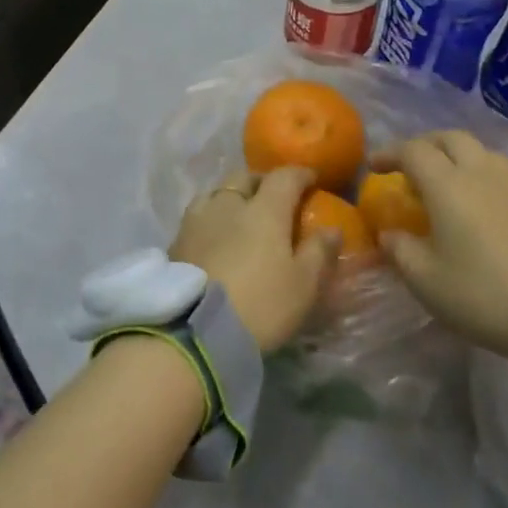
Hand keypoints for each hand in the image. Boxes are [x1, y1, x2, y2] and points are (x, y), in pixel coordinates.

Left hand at [170, 166, 337, 351]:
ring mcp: (197, 221)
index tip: (311, 180)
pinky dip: (210, 218)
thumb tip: (332, 229)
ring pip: (215, 193)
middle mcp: (228, 205)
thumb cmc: (261, 304)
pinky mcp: (175, 242)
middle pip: (244, 177)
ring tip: (239, 214)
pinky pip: (197, 217)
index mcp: (264, 210)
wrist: (195, 333)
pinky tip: (214, 237)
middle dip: (262, 181)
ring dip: (231, 197)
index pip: (284, 177)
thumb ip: (319, 252)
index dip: (300, 175)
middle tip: (273, 196)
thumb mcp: (303, 285)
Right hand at [372, 131, 507, 363]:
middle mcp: (481, 173)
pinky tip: (472, 199)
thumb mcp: (423, 278)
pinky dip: (476, 172)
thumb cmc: (478, 293)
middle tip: (407, 165)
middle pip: (450, 138)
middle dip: (424, 144)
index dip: (389, 154)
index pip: (414, 151)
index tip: (373, 167)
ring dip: (454, 154)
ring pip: (479, 150)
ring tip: (441, 179)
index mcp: (448, 185)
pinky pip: (498, 170)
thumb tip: (389, 233)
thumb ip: (399, 248)